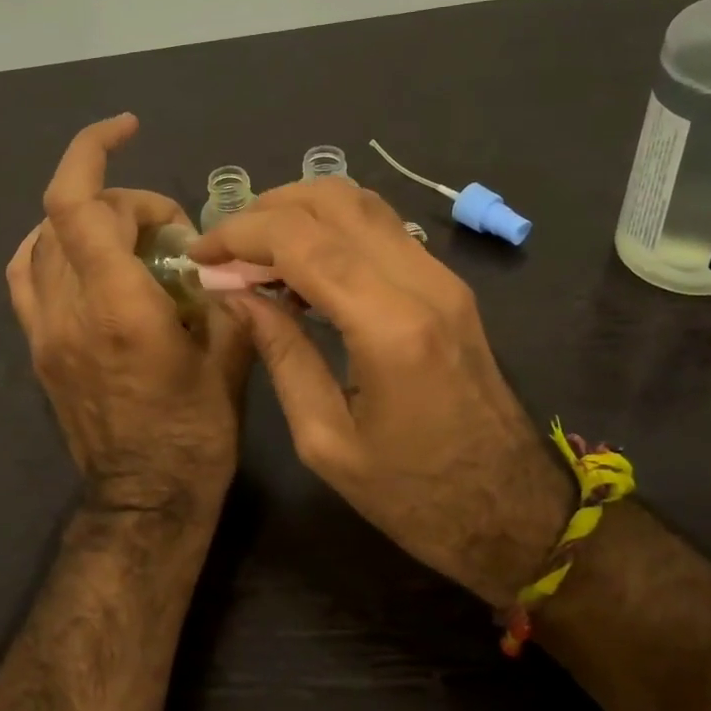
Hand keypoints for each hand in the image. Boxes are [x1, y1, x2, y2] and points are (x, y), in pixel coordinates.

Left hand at [8, 115, 251, 523]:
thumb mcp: (231, 358)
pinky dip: (51, 246)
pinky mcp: (38, 348)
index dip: (95, 149)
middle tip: (170, 230)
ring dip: (89, 218)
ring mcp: (44, 330)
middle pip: (70, 213)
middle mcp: (69, 310)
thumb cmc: (197, 435)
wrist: (145, 502)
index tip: (130, 129)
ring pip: (44, 238)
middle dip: (124, 200)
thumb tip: (221, 255)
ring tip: (132, 237)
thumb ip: (224, 293)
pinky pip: (27, 275)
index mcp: (119, 307)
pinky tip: (86, 254)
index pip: (79, 204)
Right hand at [190, 179, 567, 603]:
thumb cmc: (413, 495)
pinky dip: (330, 227)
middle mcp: (423, 283)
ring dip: (299, 210)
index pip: (302, 240)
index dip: (240, 234)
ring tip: (255, 251)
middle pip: (333, 200)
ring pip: (361, 202)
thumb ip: (279, 353)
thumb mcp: (324, 439)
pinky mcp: (448, 284)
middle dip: (265, 210)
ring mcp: (443, 277)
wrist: (511, 511)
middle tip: (225, 248)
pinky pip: (380, 228)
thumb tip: (234, 293)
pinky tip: (301, 266)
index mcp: (390, 327)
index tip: (199, 254)